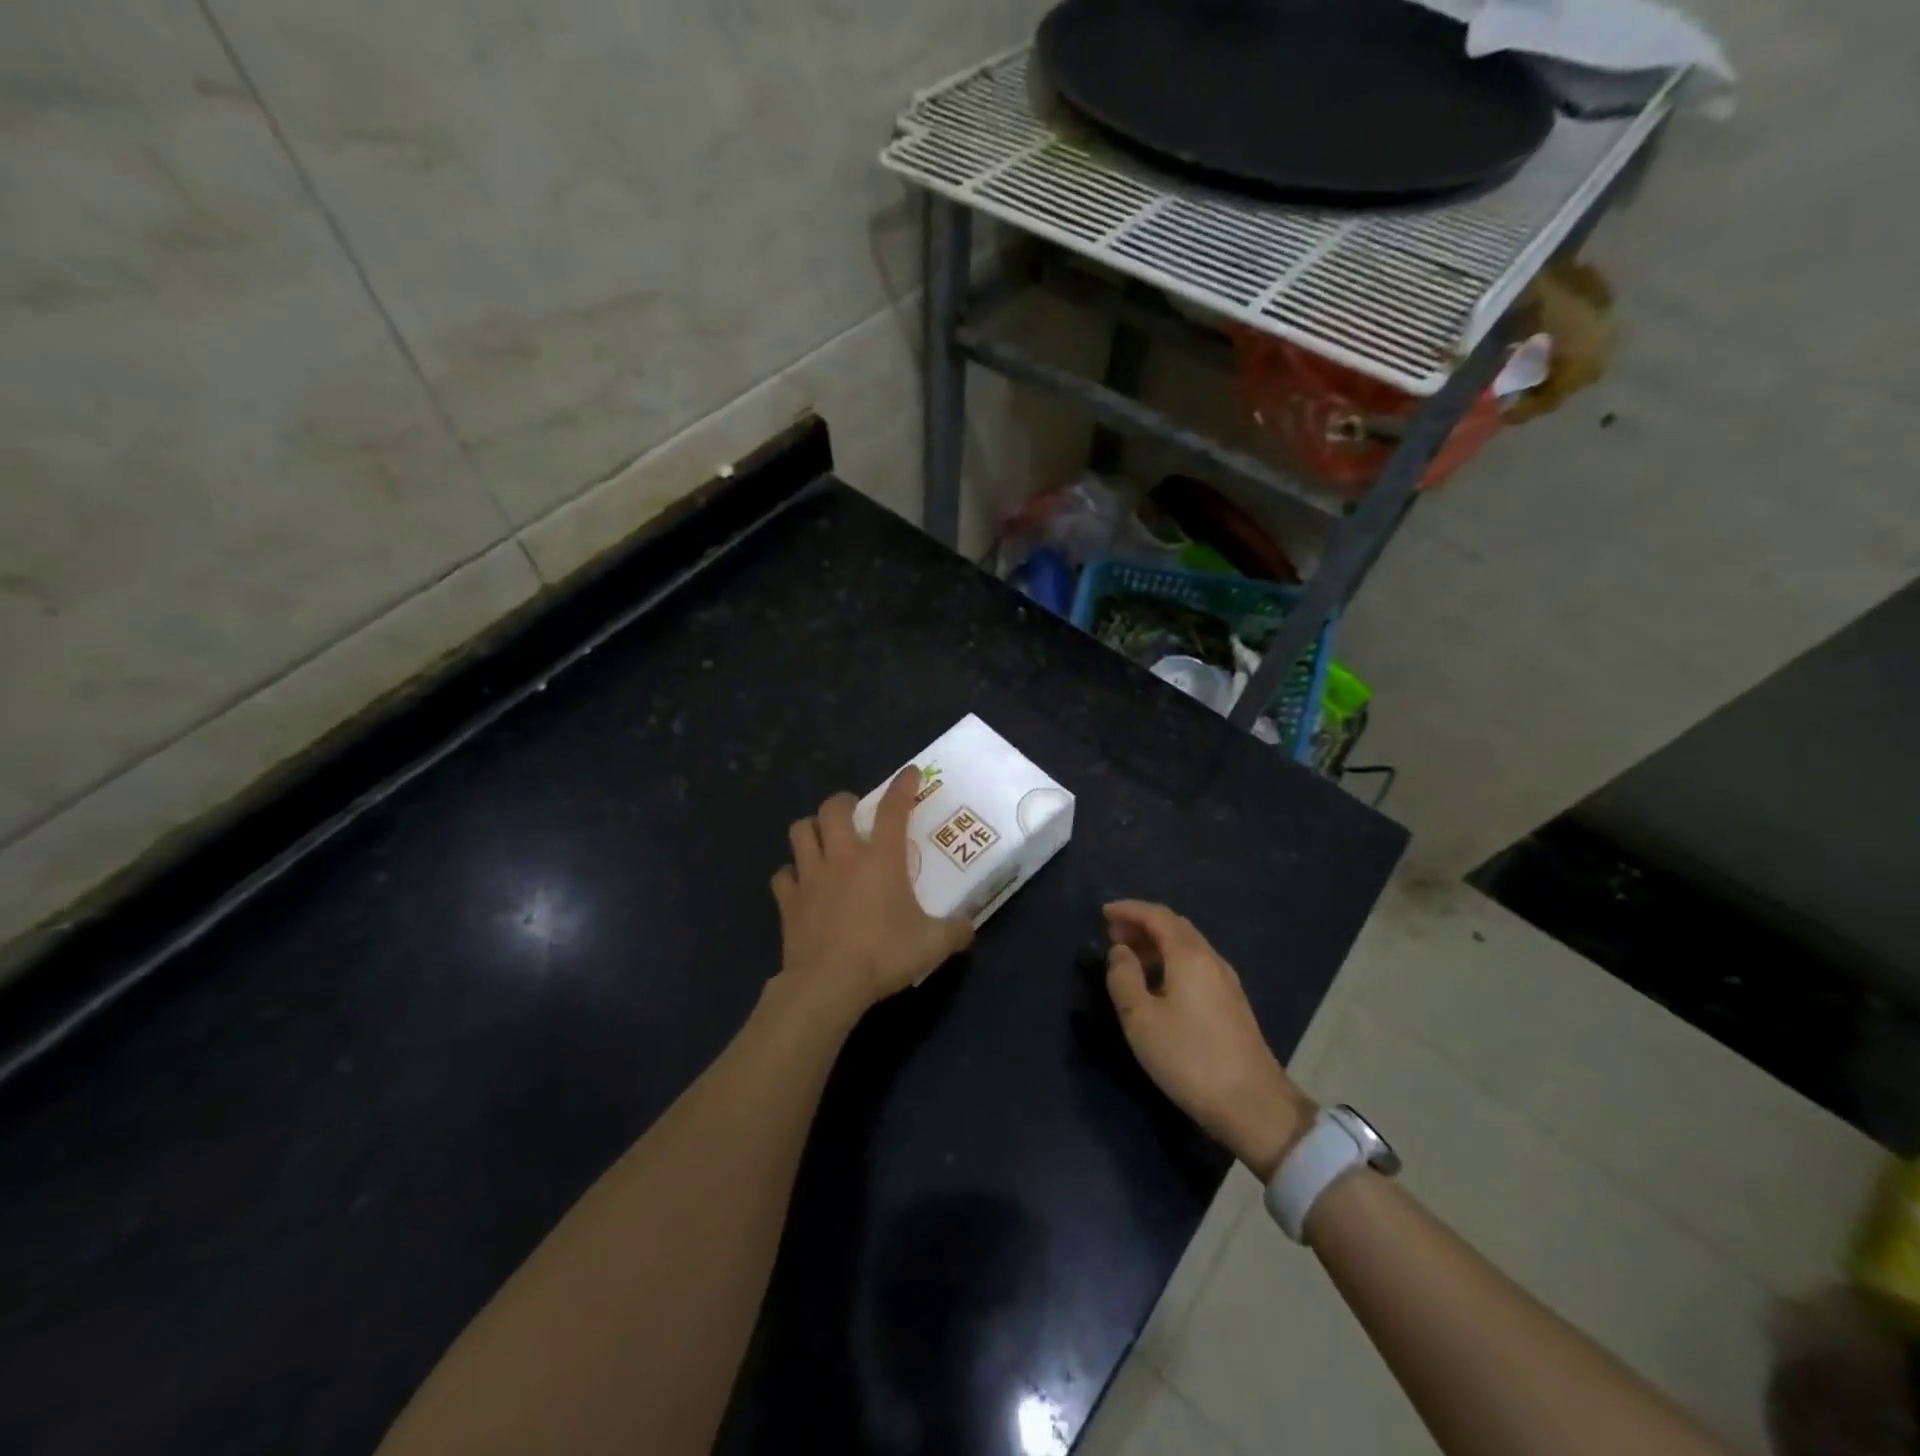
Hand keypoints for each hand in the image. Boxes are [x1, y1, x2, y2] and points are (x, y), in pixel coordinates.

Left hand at [769, 767, 973, 1024]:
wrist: (828, 983)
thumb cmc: (884, 955)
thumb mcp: (933, 945)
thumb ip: (955, 932)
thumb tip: (969, 929)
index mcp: (881, 859)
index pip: (894, 809)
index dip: (903, 787)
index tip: (910, 773)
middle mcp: (843, 857)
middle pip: (834, 809)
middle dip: (844, 803)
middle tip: (854, 812)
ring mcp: (811, 876)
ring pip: (800, 832)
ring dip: (811, 829)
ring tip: (822, 838)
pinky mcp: (788, 900)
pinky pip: (782, 875)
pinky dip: (790, 875)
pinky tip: (800, 884)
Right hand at [1104, 901, 1314, 1179]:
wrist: (1254, 1105)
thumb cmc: (1190, 1058)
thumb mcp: (1141, 1020)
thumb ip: (1124, 978)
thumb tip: (1120, 951)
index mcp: (1189, 956)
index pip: (1157, 916)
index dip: (1129, 909)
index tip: (1103, 912)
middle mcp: (1211, 960)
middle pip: (1175, 927)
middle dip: (1142, 924)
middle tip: (1112, 934)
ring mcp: (1226, 982)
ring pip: (1187, 947)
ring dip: (1156, 944)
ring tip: (1129, 959)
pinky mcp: (1232, 1004)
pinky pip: (1196, 965)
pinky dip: (1171, 961)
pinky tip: (1158, 984)